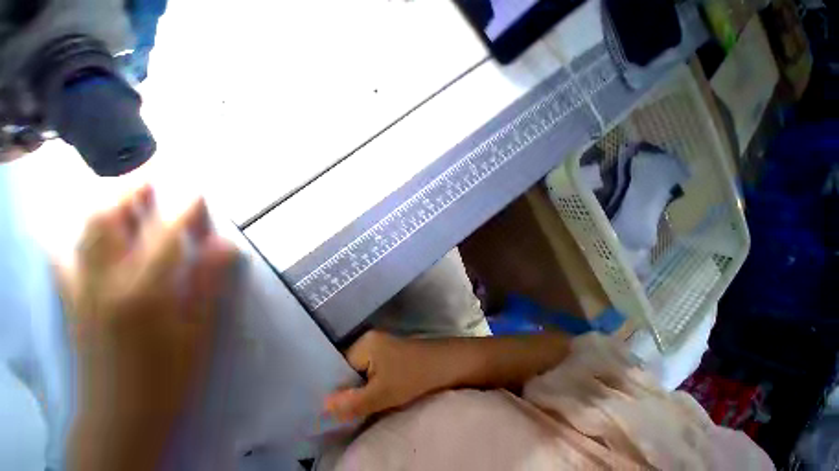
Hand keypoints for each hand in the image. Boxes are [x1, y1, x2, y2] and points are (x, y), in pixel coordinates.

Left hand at [59, 185, 237, 470]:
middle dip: (129, 193)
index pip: (164, 237)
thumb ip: (207, 282)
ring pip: (83, 234)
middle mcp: (104, 284)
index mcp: (143, 293)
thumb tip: (224, 244)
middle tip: (151, 174)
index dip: (182, 210)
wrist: (120, 415)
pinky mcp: (71, 302)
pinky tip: (87, 230)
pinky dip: (77, 235)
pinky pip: (65, 257)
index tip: (197, 190)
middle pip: (107, 224)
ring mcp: (81, 291)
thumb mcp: (198, 329)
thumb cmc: (168, 374)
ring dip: (104, 205)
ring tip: (125, 192)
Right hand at [324, 331, 454, 421]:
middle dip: (347, 391)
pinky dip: (370, 384)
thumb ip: (351, 402)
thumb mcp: (381, 394)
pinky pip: (371, 370)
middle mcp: (369, 339)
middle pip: (348, 370)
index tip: (332, 412)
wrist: (444, 364)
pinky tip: (372, 397)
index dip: (335, 391)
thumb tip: (322, 406)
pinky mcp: (389, 352)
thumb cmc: (412, 376)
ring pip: (360, 372)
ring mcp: (380, 345)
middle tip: (344, 414)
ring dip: (359, 390)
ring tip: (357, 408)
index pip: (337, 368)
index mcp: (364, 343)